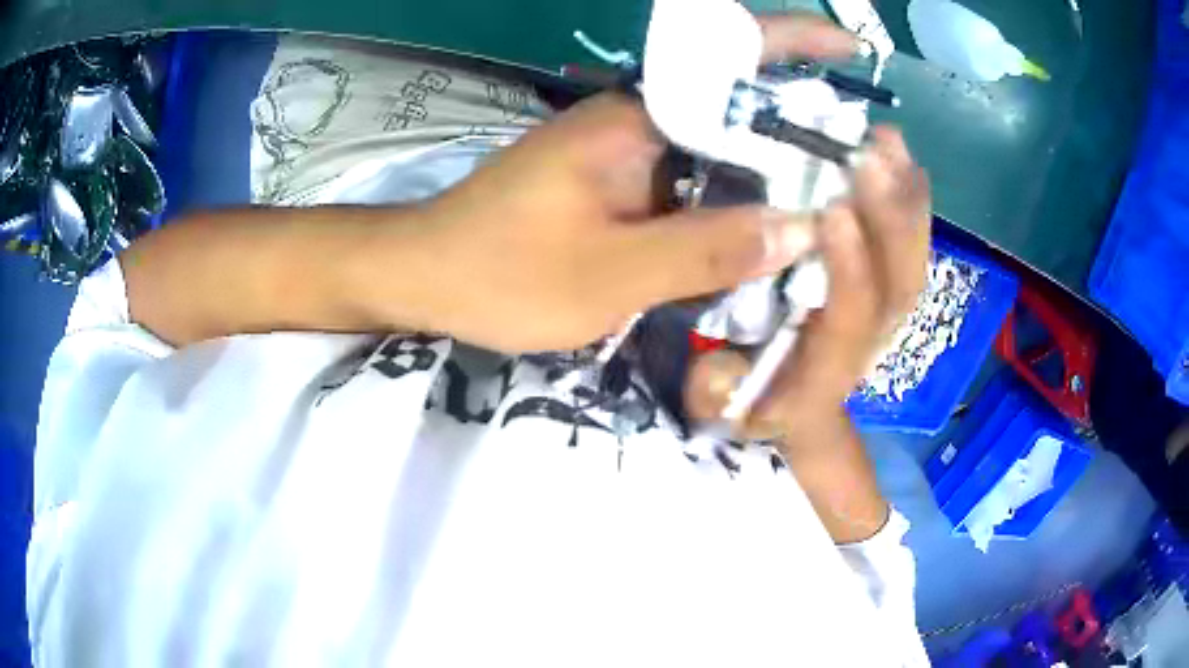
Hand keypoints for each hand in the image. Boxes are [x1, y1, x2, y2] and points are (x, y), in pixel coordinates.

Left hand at [409, 14, 860, 353]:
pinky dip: (739, 199)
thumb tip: (802, 228)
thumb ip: (705, 250)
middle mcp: (640, 121)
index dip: (797, 45)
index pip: (732, 59)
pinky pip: (698, 180)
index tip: (853, 50)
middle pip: (742, 105)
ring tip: (843, 205)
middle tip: (872, 167)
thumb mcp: (606, 275)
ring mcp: (631, 150)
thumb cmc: (501, 272)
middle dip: (808, 126)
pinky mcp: (622, 182)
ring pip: (724, 147)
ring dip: (778, 170)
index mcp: (637, 120)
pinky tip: (771, 233)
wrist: (427, 276)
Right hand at [685, 128, 932, 445]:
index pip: (851, 322)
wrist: (792, 411)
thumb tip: (722, 361)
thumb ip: (714, 393)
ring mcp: (882, 317)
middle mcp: (866, 343)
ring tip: (889, 142)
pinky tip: (900, 158)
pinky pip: (910, 250)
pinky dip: (911, 202)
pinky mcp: (884, 294)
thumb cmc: (750, 402)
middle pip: (897, 287)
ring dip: (907, 201)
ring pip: (911, 263)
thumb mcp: (715, 408)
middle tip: (873, 155)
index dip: (850, 272)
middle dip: (892, 220)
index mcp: (825, 371)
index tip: (833, 210)